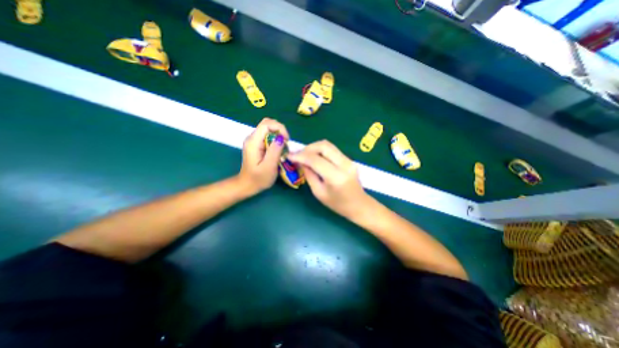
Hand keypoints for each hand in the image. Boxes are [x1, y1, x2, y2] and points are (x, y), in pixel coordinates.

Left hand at [239, 117, 290, 193]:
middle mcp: (252, 138)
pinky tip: (278, 150)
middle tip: (286, 144)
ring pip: (268, 129)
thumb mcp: (269, 167)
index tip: (286, 140)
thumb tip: (281, 137)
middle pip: (267, 124)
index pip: (266, 124)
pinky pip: (268, 136)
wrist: (247, 185)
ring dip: (278, 136)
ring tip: (283, 148)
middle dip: (280, 130)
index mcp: (253, 142)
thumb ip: (275, 151)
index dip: (279, 128)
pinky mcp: (257, 144)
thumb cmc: (258, 179)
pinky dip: (276, 140)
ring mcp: (254, 140)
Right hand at [289, 139, 368, 216]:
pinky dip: (321, 151)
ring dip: (314, 148)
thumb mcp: (319, 193)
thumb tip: (300, 161)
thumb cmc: (338, 204)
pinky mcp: (349, 159)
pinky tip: (315, 158)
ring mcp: (349, 160)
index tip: (289, 156)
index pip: (315, 159)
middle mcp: (344, 165)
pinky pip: (332, 150)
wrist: (359, 205)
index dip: (300, 156)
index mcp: (336, 177)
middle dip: (308, 148)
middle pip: (324, 146)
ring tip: (305, 156)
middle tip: (298, 155)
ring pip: (328, 145)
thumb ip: (309, 175)